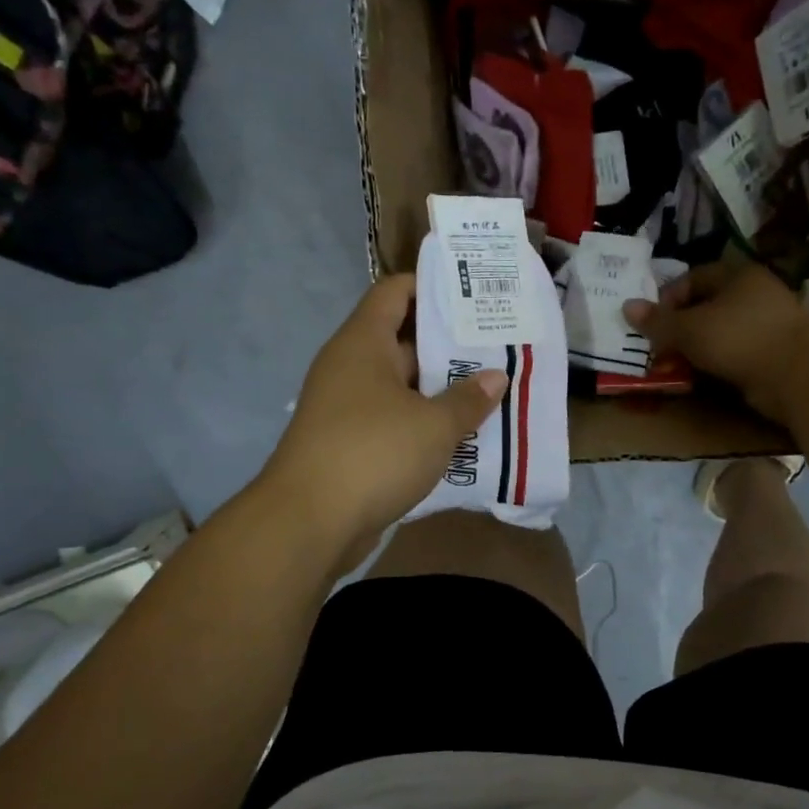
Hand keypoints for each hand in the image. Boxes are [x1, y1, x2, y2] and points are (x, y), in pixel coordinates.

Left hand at [267, 274, 505, 560]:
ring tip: (492, 389)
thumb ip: (468, 399)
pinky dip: (425, 422)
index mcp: (364, 343)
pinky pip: (395, 420)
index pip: (395, 292)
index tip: (475, 294)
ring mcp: (348, 407)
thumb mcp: (434, 425)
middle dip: (450, 344)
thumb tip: (496, 378)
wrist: (310, 522)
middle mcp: (351, 367)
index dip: (433, 287)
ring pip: (403, 386)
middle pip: (403, 340)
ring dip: (441, 389)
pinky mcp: (351, 443)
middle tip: (499, 346)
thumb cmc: (373, 453)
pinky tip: (463, 433)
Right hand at [623, 260, 808, 424]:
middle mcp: (754, 294)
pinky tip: (702, 378)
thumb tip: (626, 307)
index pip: (692, 279)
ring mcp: (766, 325)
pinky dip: (716, 364)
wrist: (797, 374)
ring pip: (719, 333)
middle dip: (679, 329)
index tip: (651, 325)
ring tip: (675, 368)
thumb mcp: (689, 328)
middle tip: (659, 350)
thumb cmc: (738, 338)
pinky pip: (734, 354)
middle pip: (705, 307)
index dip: (667, 300)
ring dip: (696, 350)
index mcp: (736, 275)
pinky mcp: (773, 353)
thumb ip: (658, 321)